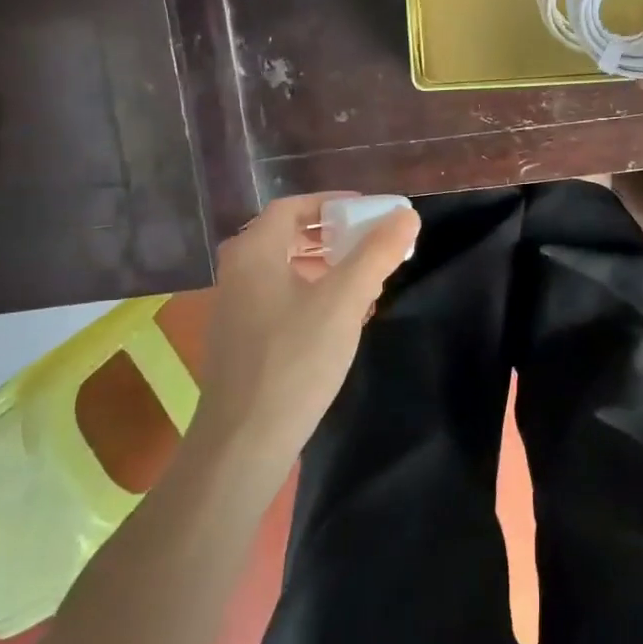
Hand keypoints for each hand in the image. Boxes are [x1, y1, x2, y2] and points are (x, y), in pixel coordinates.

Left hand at [194, 193, 419, 469]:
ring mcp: (235, 307)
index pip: (293, 206)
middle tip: (372, 244)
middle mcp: (238, 272)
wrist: (245, 440)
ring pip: (287, 270)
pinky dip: (313, 294)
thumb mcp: (344, 300)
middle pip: (289, 236)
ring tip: (366, 281)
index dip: (333, 203)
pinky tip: (343, 318)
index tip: (370, 212)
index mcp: (254, 252)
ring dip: (327, 267)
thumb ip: (377, 253)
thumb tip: (407, 215)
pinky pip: (281, 298)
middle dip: (335, 236)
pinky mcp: (242, 339)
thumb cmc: (294, 359)